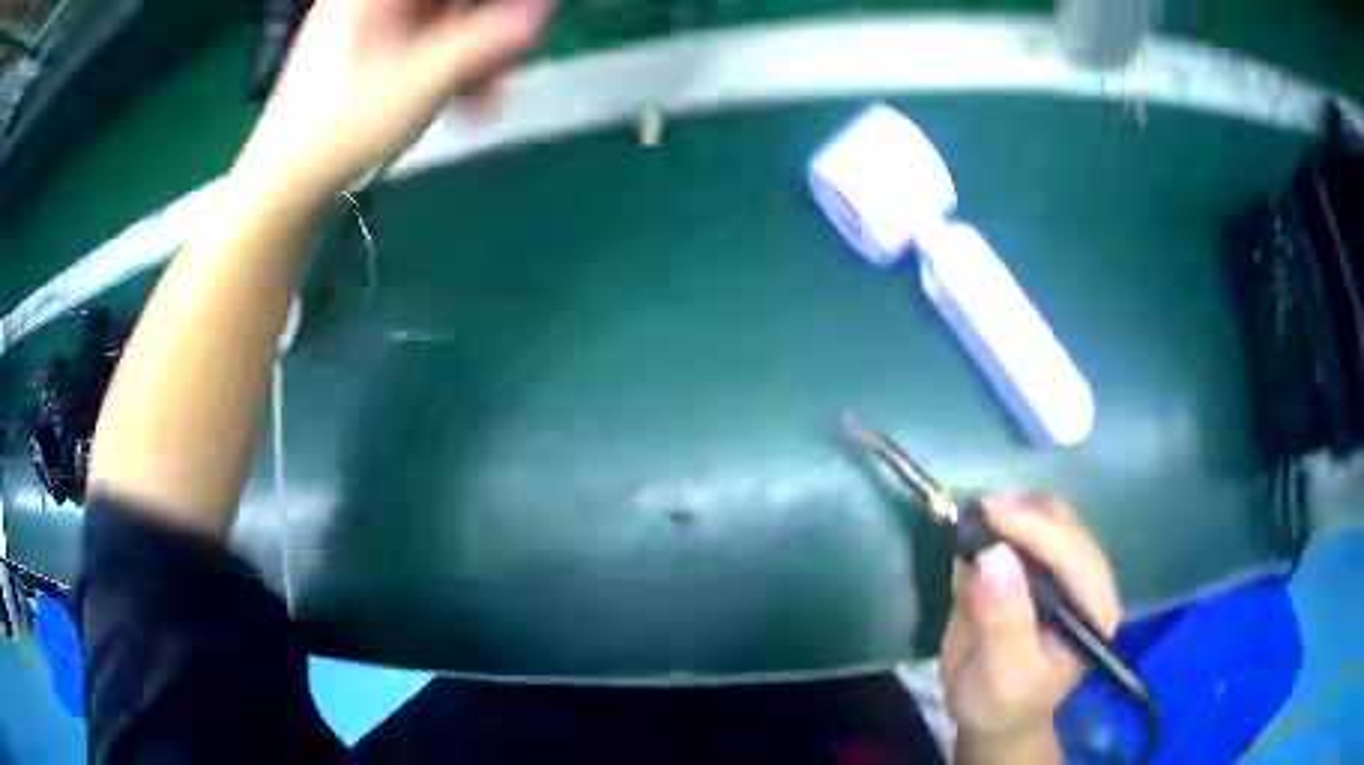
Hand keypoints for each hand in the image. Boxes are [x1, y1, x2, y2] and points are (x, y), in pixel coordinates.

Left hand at [236, 0, 553, 202]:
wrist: (285, 184)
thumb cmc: (345, 127)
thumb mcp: (426, 79)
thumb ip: (492, 37)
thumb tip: (543, 10)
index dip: (494, 4)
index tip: (525, 19)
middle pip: (450, 1)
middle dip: (490, 28)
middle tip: (513, 60)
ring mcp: (371, 25)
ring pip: (443, 20)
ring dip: (478, 52)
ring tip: (490, 96)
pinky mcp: (371, 52)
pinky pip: (425, 43)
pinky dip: (451, 65)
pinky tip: (466, 101)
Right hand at [941, 497, 1121, 762]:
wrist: (992, 717)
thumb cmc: (1002, 703)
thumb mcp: (1002, 674)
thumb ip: (1003, 620)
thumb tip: (994, 555)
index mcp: (1093, 608)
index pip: (1073, 552)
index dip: (1035, 527)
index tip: (988, 512)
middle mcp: (1087, 581)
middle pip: (1063, 524)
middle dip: (1022, 513)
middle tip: (974, 515)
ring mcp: (1065, 570)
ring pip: (1045, 517)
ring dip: (1010, 515)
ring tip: (972, 530)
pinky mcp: (1041, 566)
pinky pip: (1024, 528)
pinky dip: (999, 527)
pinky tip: (975, 544)